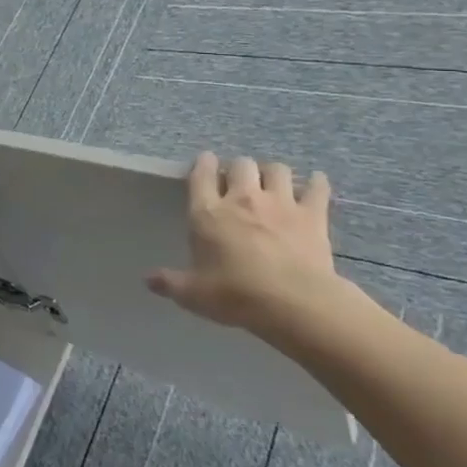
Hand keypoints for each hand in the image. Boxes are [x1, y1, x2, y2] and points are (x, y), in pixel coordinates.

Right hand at [145, 152, 336, 331]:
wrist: (293, 303)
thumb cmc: (235, 295)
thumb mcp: (193, 294)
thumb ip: (170, 282)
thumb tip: (149, 280)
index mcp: (208, 212)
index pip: (201, 174)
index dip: (203, 164)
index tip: (206, 162)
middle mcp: (242, 198)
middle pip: (241, 164)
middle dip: (239, 169)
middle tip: (240, 182)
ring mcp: (280, 203)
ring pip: (277, 169)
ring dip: (272, 173)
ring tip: (272, 183)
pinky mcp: (312, 215)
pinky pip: (317, 188)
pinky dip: (316, 184)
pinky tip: (316, 184)